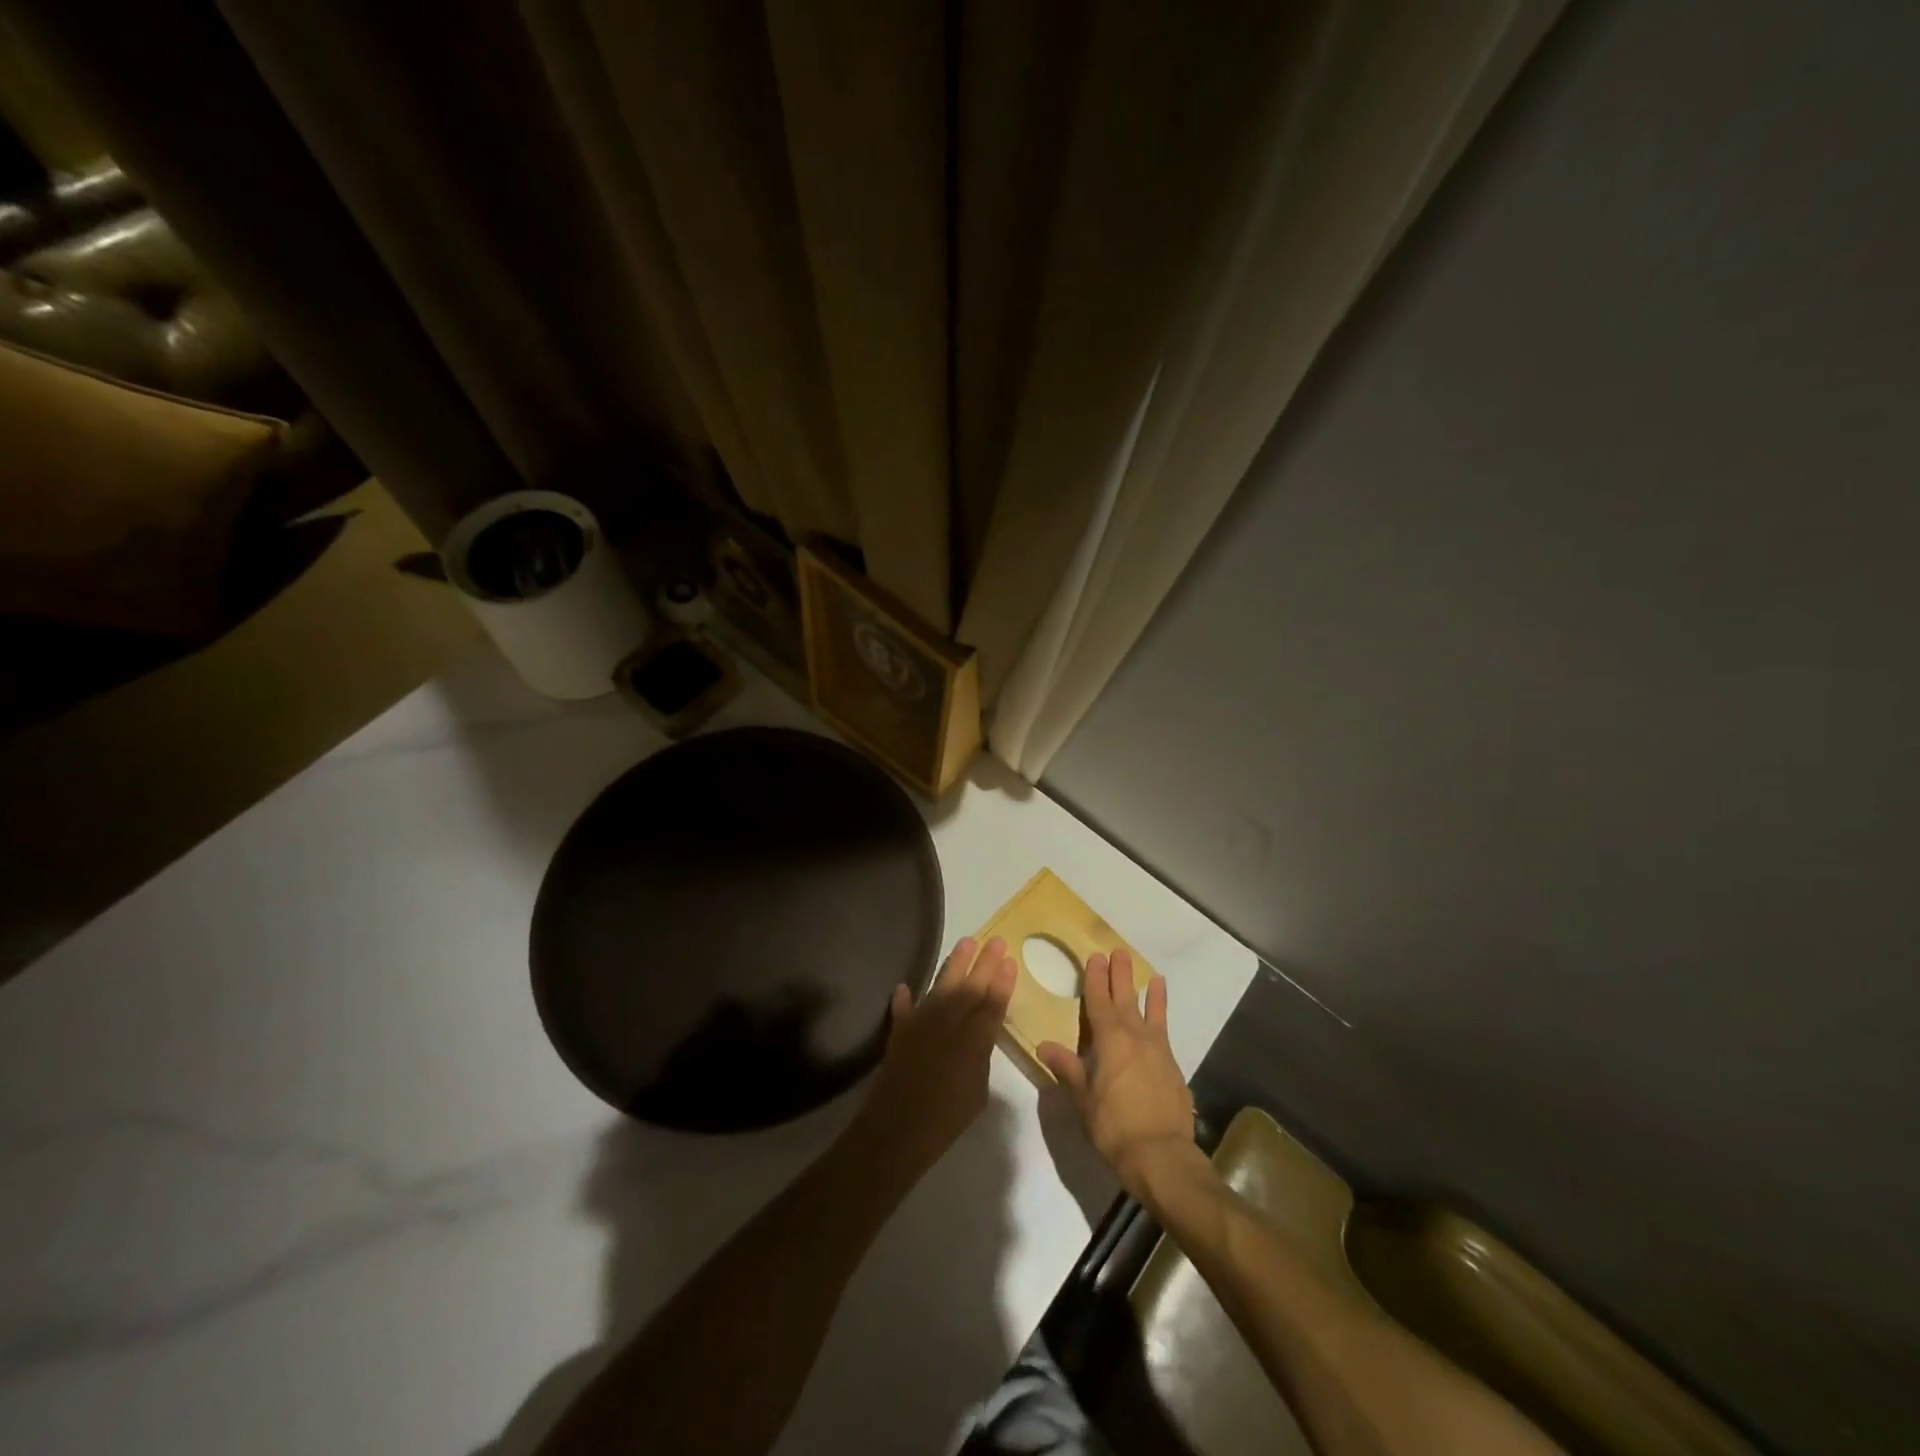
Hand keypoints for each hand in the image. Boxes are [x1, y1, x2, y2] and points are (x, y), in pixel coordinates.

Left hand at [854, 936, 1015, 1175]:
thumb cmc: (947, 1119)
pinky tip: (905, 986)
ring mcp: (922, 1023)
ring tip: (966, 942)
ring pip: (941, 986)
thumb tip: (978, 1037)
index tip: (1009, 960)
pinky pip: (903, 1009)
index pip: (993, 1003)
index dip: (1002, 982)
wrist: (897, 1129)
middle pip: (970, 987)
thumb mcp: (978, 1091)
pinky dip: (905, 998)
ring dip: (954, 964)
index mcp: (974, 1040)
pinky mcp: (900, 1031)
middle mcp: (949, 1023)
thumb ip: (980, 1057)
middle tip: (996, 940)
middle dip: (984, 963)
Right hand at [1037, 950, 1194, 1201]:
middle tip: (1118, 952)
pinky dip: (1162, 1017)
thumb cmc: (1113, 1126)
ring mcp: (1157, 1050)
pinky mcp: (1172, 1066)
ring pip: (1150, 1012)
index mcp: (1109, 1040)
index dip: (1096, 979)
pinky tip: (1161, 1015)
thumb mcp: (1083, 1098)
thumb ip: (1067, 1068)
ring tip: (1149, 972)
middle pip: (1125, 999)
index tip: (1095, 957)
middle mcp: (1135, 1037)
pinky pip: (1164, 1032)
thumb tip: (1043, 1045)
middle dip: (1119, 975)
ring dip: (1147, 991)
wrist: (1161, 1154)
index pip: (1099, 1002)